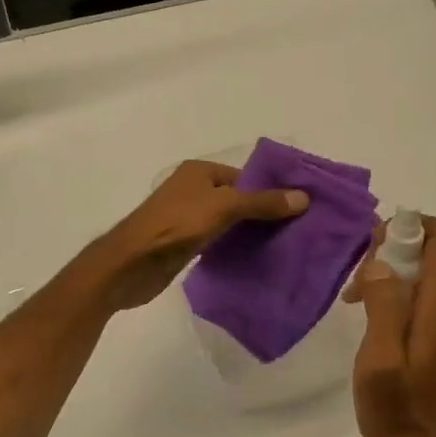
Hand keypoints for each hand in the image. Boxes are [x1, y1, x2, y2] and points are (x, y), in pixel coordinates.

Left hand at [94, 160, 308, 310]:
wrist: (132, 263)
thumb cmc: (177, 225)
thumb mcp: (224, 207)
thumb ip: (262, 202)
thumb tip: (303, 197)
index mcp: (199, 172)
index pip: (244, 177)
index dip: (269, 191)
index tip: (298, 209)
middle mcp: (192, 190)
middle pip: (236, 199)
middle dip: (262, 214)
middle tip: (297, 231)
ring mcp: (186, 219)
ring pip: (227, 222)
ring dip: (248, 233)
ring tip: (283, 247)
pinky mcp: (183, 245)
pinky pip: (216, 242)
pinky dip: (233, 248)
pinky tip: (255, 261)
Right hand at [347, 216, 435, 436]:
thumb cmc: (394, 408)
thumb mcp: (379, 357)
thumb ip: (383, 305)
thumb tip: (381, 262)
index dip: (412, 226)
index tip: (375, 245)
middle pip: (435, 252)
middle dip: (394, 251)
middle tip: (357, 279)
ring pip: (427, 274)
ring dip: (392, 274)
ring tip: (356, 299)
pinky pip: (425, 297)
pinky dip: (398, 293)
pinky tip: (371, 317)